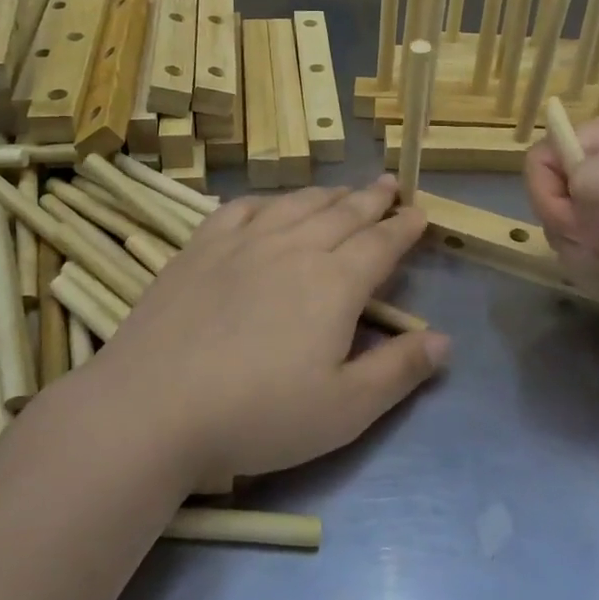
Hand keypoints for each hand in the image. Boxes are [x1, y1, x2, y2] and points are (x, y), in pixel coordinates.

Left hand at [97, 176, 448, 485]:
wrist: (154, 407)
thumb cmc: (259, 415)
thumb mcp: (345, 409)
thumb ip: (398, 370)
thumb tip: (445, 340)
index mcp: (334, 283)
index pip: (380, 244)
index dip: (403, 228)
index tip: (419, 213)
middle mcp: (293, 248)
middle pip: (342, 214)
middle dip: (372, 199)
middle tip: (389, 185)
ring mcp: (242, 243)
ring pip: (296, 205)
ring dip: (327, 194)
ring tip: (344, 189)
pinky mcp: (200, 248)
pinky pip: (241, 209)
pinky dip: (267, 200)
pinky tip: (270, 204)